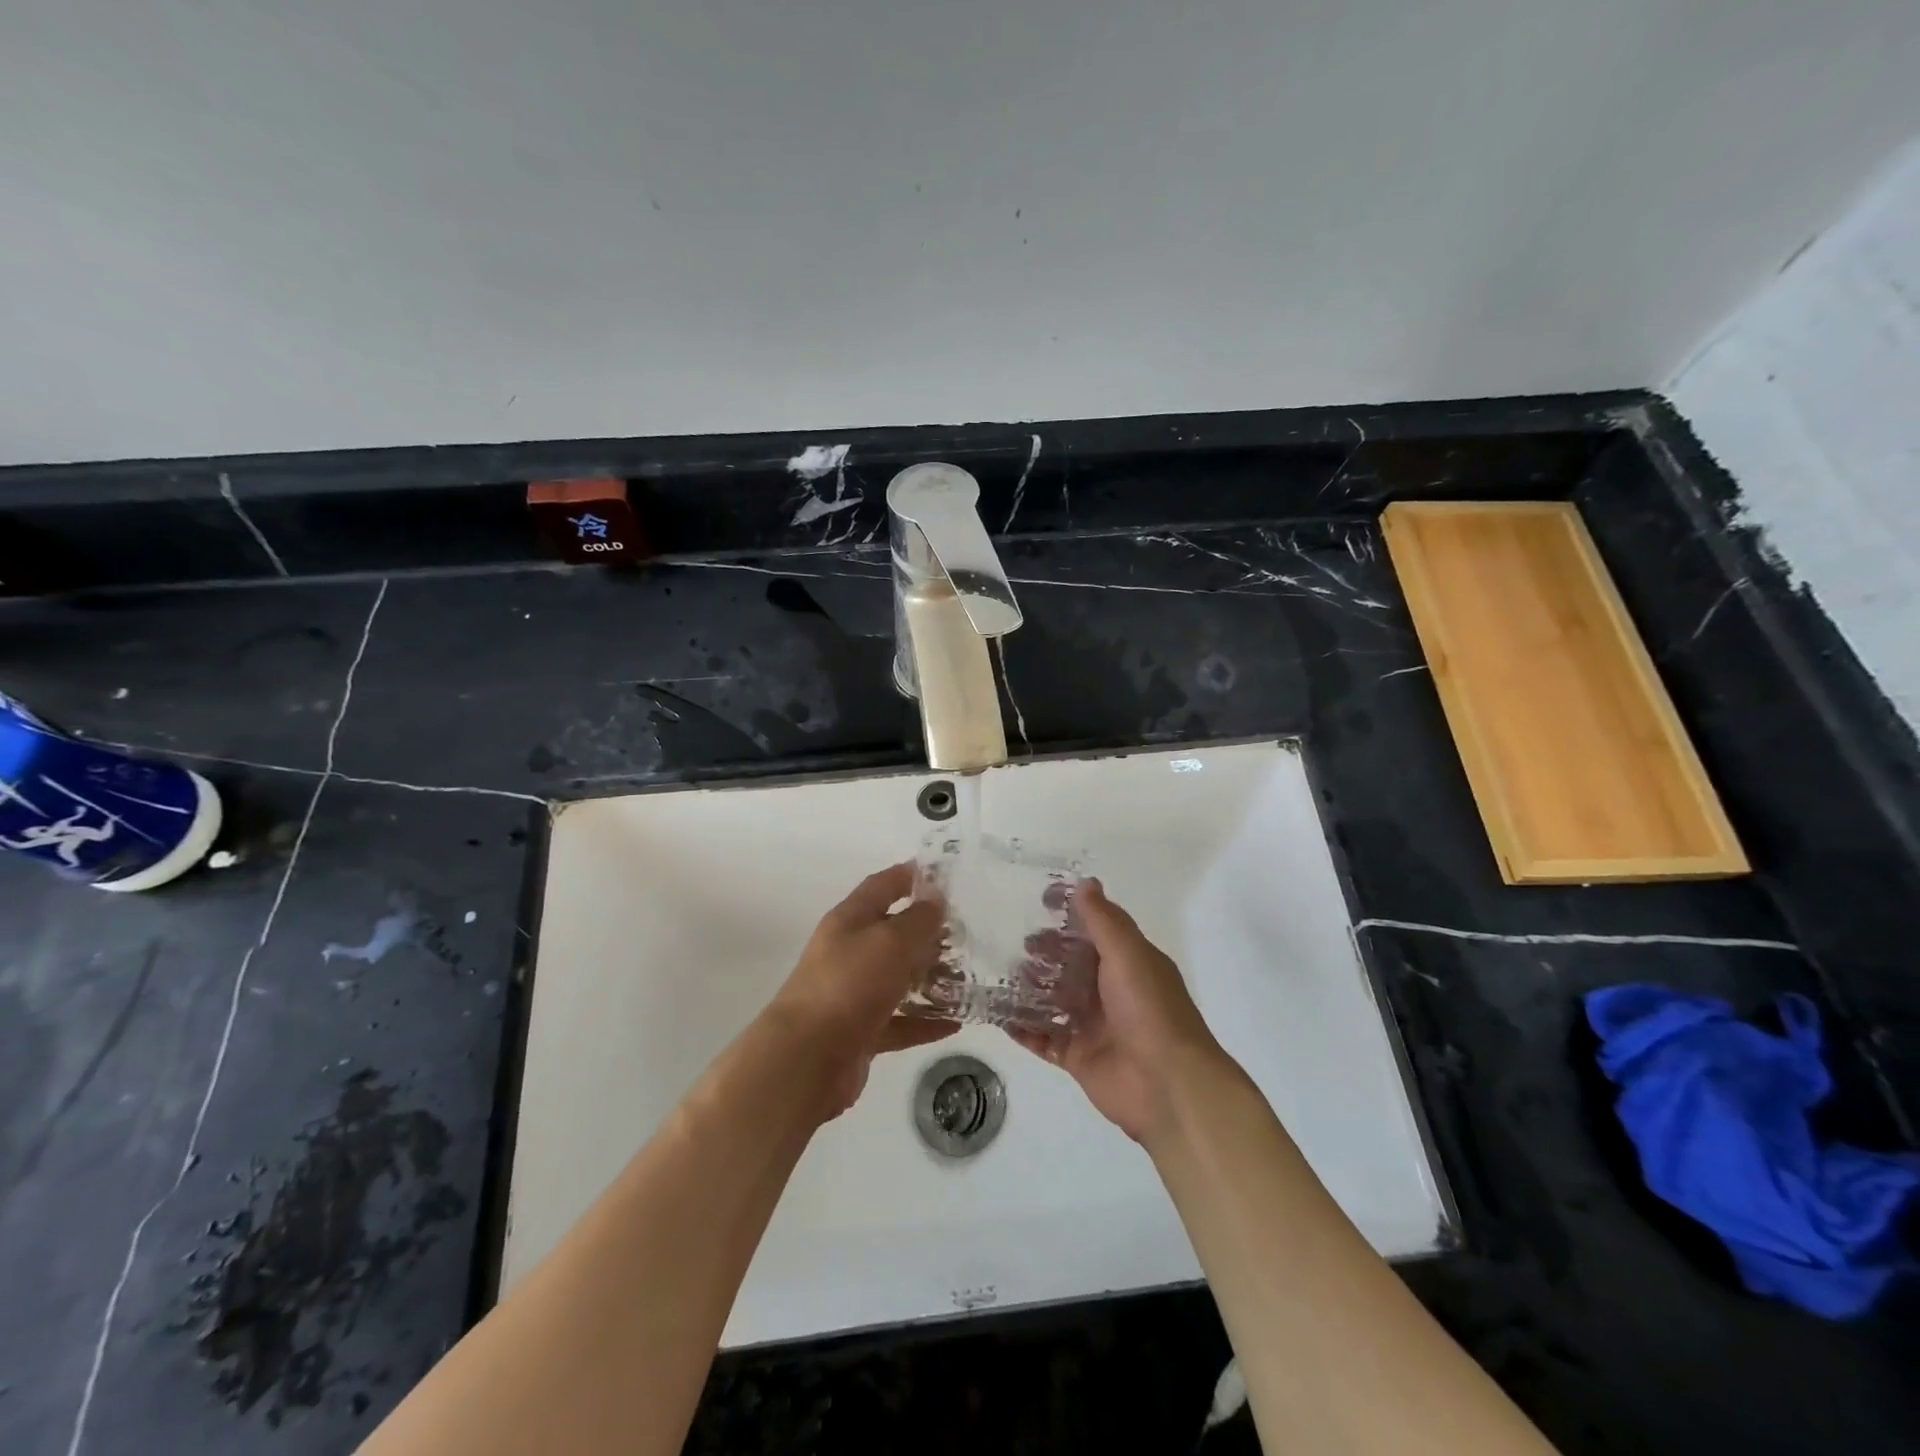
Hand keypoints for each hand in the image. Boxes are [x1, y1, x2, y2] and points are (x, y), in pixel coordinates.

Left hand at [768, 863, 955, 1118]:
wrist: (807, 1059)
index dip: (910, 875)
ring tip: (968, 978)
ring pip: (897, 979)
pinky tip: (955, 1024)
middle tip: (968, 934)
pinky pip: (899, 1021)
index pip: (882, 885)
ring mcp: (853, 993)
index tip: (944, 874)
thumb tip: (935, 898)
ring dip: (930, 978)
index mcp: (849, 920)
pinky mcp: (860, 1032)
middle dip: (929, 932)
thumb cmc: (849, 985)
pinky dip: (924, 1022)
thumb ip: (918, 919)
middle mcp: (849, 952)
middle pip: (892, 933)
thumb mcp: (890, 942)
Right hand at [1006, 878, 1219, 1143]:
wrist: (1168, 1085)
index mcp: (1129, 963)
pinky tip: (998, 1015)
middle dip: (1046, 953)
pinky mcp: (1078, 1057)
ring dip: (1031, 988)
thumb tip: (1085, 882)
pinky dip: (1023, 1029)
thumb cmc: (1150, 1009)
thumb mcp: (1128, 954)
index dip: (1072, 914)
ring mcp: (1094, 1025)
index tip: (1042, 900)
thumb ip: (1103, 919)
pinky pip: (1044, 1039)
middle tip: (1019, 945)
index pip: (1097, 929)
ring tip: (1004, 976)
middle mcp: (1111, 990)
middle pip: (1072, 964)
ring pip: (1055, 1000)